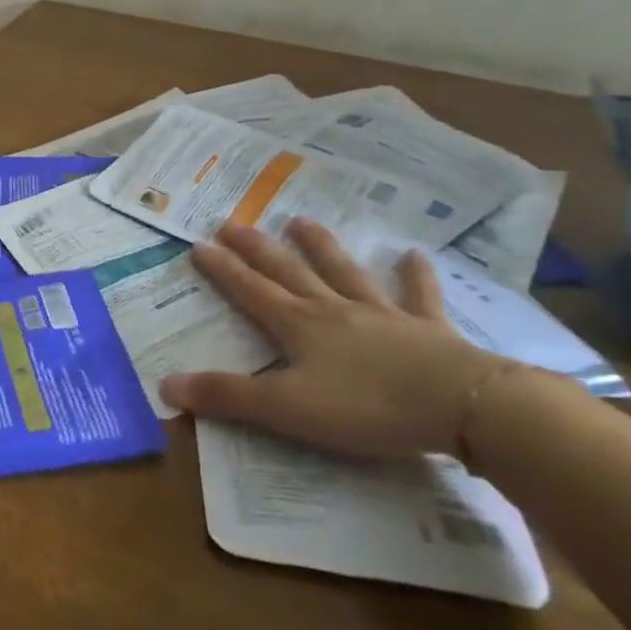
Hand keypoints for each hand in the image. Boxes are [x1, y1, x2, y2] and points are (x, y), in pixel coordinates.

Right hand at [159, 218, 514, 457]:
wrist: (464, 407)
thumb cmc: (368, 407)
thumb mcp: (287, 409)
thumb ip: (228, 396)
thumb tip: (166, 385)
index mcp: (298, 327)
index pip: (250, 290)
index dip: (222, 269)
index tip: (199, 244)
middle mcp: (333, 310)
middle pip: (288, 272)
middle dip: (257, 248)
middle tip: (233, 222)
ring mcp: (382, 315)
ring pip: (344, 273)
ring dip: (321, 247)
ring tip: (300, 220)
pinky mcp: (429, 330)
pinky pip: (419, 297)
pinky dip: (415, 276)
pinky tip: (413, 255)